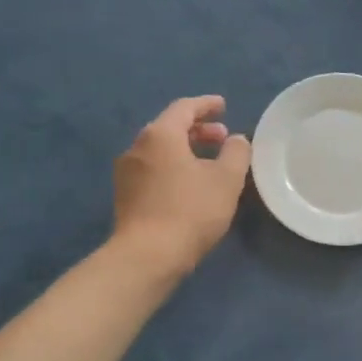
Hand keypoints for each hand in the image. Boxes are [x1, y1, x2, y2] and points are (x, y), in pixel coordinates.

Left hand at [112, 96, 251, 275]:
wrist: (147, 256)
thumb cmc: (191, 210)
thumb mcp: (226, 180)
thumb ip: (236, 153)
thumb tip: (236, 139)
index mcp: (160, 135)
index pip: (184, 108)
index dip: (206, 105)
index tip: (223, 105)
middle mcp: (137, 147)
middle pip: (169, 128)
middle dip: (198, 130)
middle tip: (222, 138)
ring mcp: (126, 173)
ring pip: (160, 150)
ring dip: (186, 150)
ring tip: (209, 164)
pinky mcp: (125, 196)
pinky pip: (153, 169)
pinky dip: (173, 167)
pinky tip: (189, 185)